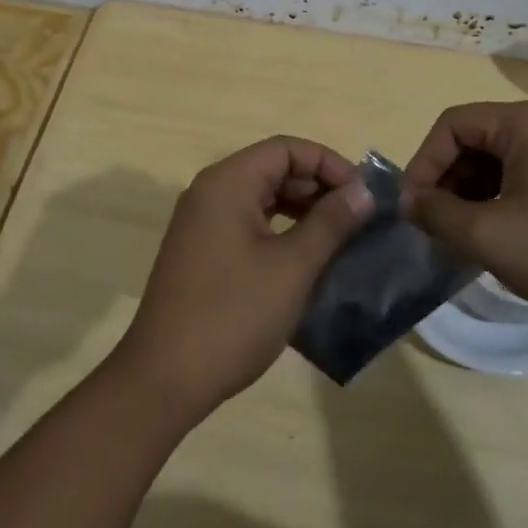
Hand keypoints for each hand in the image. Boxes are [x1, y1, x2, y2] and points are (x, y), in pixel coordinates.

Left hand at [115, 136, 372, 419]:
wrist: (164, 379)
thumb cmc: (233, 315)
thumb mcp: (292, 267)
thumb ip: (330, 223)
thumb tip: (363, 191)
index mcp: (228, 182)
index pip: (286, 148)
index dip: (329, 163)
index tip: (363, 194)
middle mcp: (211, 191)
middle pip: (273, 169)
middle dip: (318, 187)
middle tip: (358, 218)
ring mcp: (202, 222)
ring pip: (261, 197)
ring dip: (302, 210)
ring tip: (340, 237)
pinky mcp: (201, 251)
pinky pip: (248, 223)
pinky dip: (280, 231)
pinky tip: (306, 258)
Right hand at [403, 101, 527, 327]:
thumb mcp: (492, 238)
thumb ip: (439, 215)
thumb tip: (408, 202)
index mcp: (525, 122)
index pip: (452, 124)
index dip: (424, 163)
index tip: (414, 208)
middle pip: (475, 139)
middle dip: (448, 180)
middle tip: (437, 225)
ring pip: (499, 158)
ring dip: (473, 192)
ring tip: (464, 235)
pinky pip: (524, 172)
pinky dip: (501, 197)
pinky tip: (499, 234)